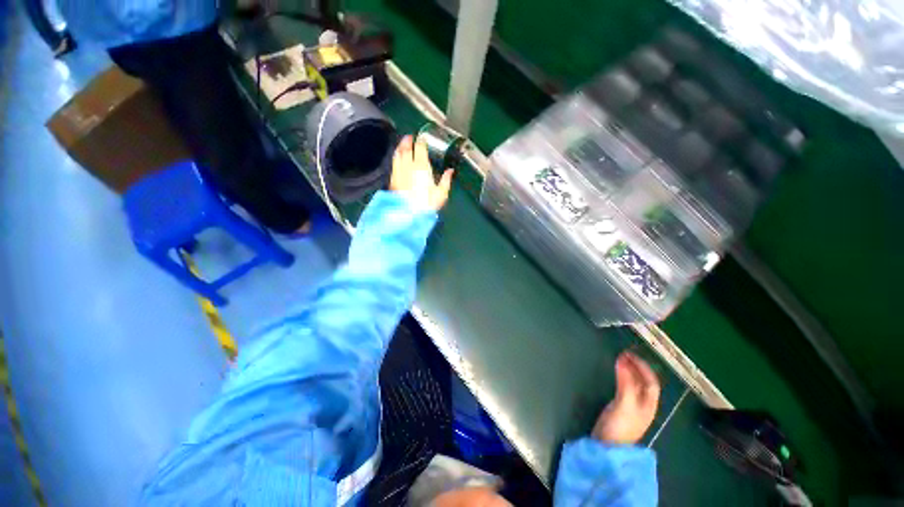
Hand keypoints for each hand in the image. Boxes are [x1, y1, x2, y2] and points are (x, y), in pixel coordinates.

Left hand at [390, 135, 453, 211]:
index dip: (421, 141)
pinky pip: (394, 163)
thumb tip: (450, 171)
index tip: (422, 138)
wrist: (408, 214)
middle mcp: (408, 165)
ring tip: (402, 145)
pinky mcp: (392, 179)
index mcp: (421, 166)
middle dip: (408, 141)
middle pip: (406, 148)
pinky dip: (396, 158)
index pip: (420, 148)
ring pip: (397, 154)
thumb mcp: (441, 194)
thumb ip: (446, 180)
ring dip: (400, 147)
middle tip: (409, 137)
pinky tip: (397, 160)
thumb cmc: (427, 204)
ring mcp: (398, 172)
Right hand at [592, 351, 660, 444]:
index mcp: (648, 404)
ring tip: (619, 360)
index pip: (651, 382)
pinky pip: (625, 387)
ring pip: (634, 384)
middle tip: (623, 354)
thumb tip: (623, 361)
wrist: (608, 446)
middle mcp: (643, 404)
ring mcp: (632, 406)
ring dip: (628, 371)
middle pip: (643, 382)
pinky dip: (622, 377)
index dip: (643, 367)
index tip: (630, 355)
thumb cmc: (621, 426)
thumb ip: (625, 383)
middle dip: (635, 367)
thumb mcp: (625, 403)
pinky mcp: (621, 407)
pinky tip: (616, 374)